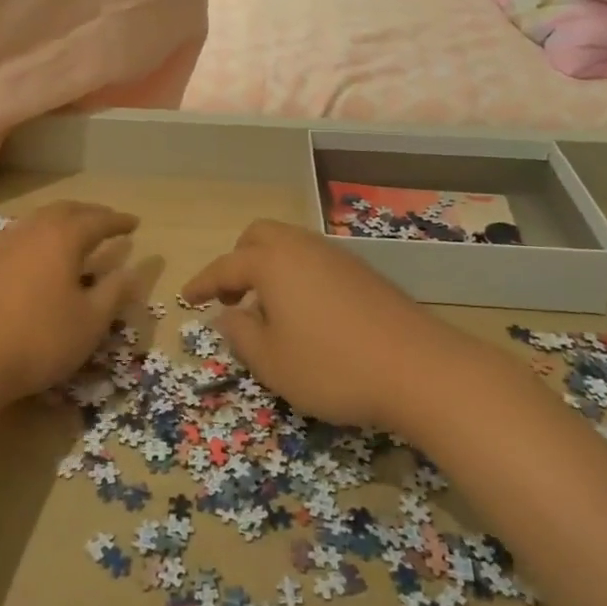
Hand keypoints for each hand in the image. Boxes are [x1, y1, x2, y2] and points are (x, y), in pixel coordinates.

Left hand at [0, 201, 139, 406]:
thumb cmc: (39, 339)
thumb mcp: (90, 322)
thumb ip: (114, 292)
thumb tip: (134, 270)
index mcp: (62, 237)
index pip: (98, 220)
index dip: (118, 221)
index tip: (136, 223)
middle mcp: (32, 231)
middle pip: (65, 210)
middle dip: (90, 214)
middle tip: (107, 222)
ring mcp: (3, 246)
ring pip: (39, 220)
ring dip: (62, 222)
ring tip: (76, 234)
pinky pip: (21, 237)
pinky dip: (40, 237)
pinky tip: (40, 257)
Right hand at [181, 219, 445, 429]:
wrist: (419, 368)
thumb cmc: (332, 367)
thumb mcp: (273, 363)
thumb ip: (241, 334)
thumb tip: (227, 315)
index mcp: (272, 263)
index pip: (225, 265)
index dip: (203, 282)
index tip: (187, 296)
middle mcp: (302, 248)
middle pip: (259, 237)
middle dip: (238, 261)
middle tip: (233, 297)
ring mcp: (336, 256)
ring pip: (290, 245)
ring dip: (269, 266)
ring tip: (268, 307)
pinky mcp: (363, 272)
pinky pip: (315, 260)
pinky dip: (297, 275)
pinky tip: (306, 311)